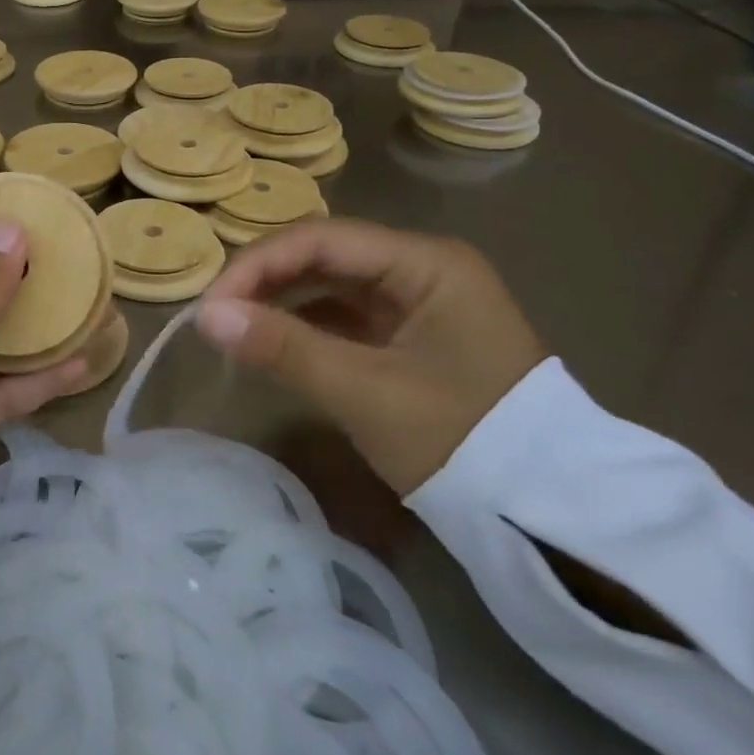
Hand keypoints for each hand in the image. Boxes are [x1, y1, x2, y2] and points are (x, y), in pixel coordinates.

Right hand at [194, 219, 545, 494]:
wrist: (549, 515)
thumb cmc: (460, 440)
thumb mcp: (364, 392)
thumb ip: (283, 348)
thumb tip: (204, 317)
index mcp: (426, 262)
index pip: (322, 239)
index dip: (258, 264)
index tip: (212, 305)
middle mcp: (424, 268)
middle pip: (325, 255)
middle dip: (266, 280)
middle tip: (217, 316)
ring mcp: (421, 302)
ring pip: (333, 284)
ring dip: (282, 300)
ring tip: (234, 327)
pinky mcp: (414, 336)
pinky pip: (347, 316)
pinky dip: (307, 326)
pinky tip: (274, 342)